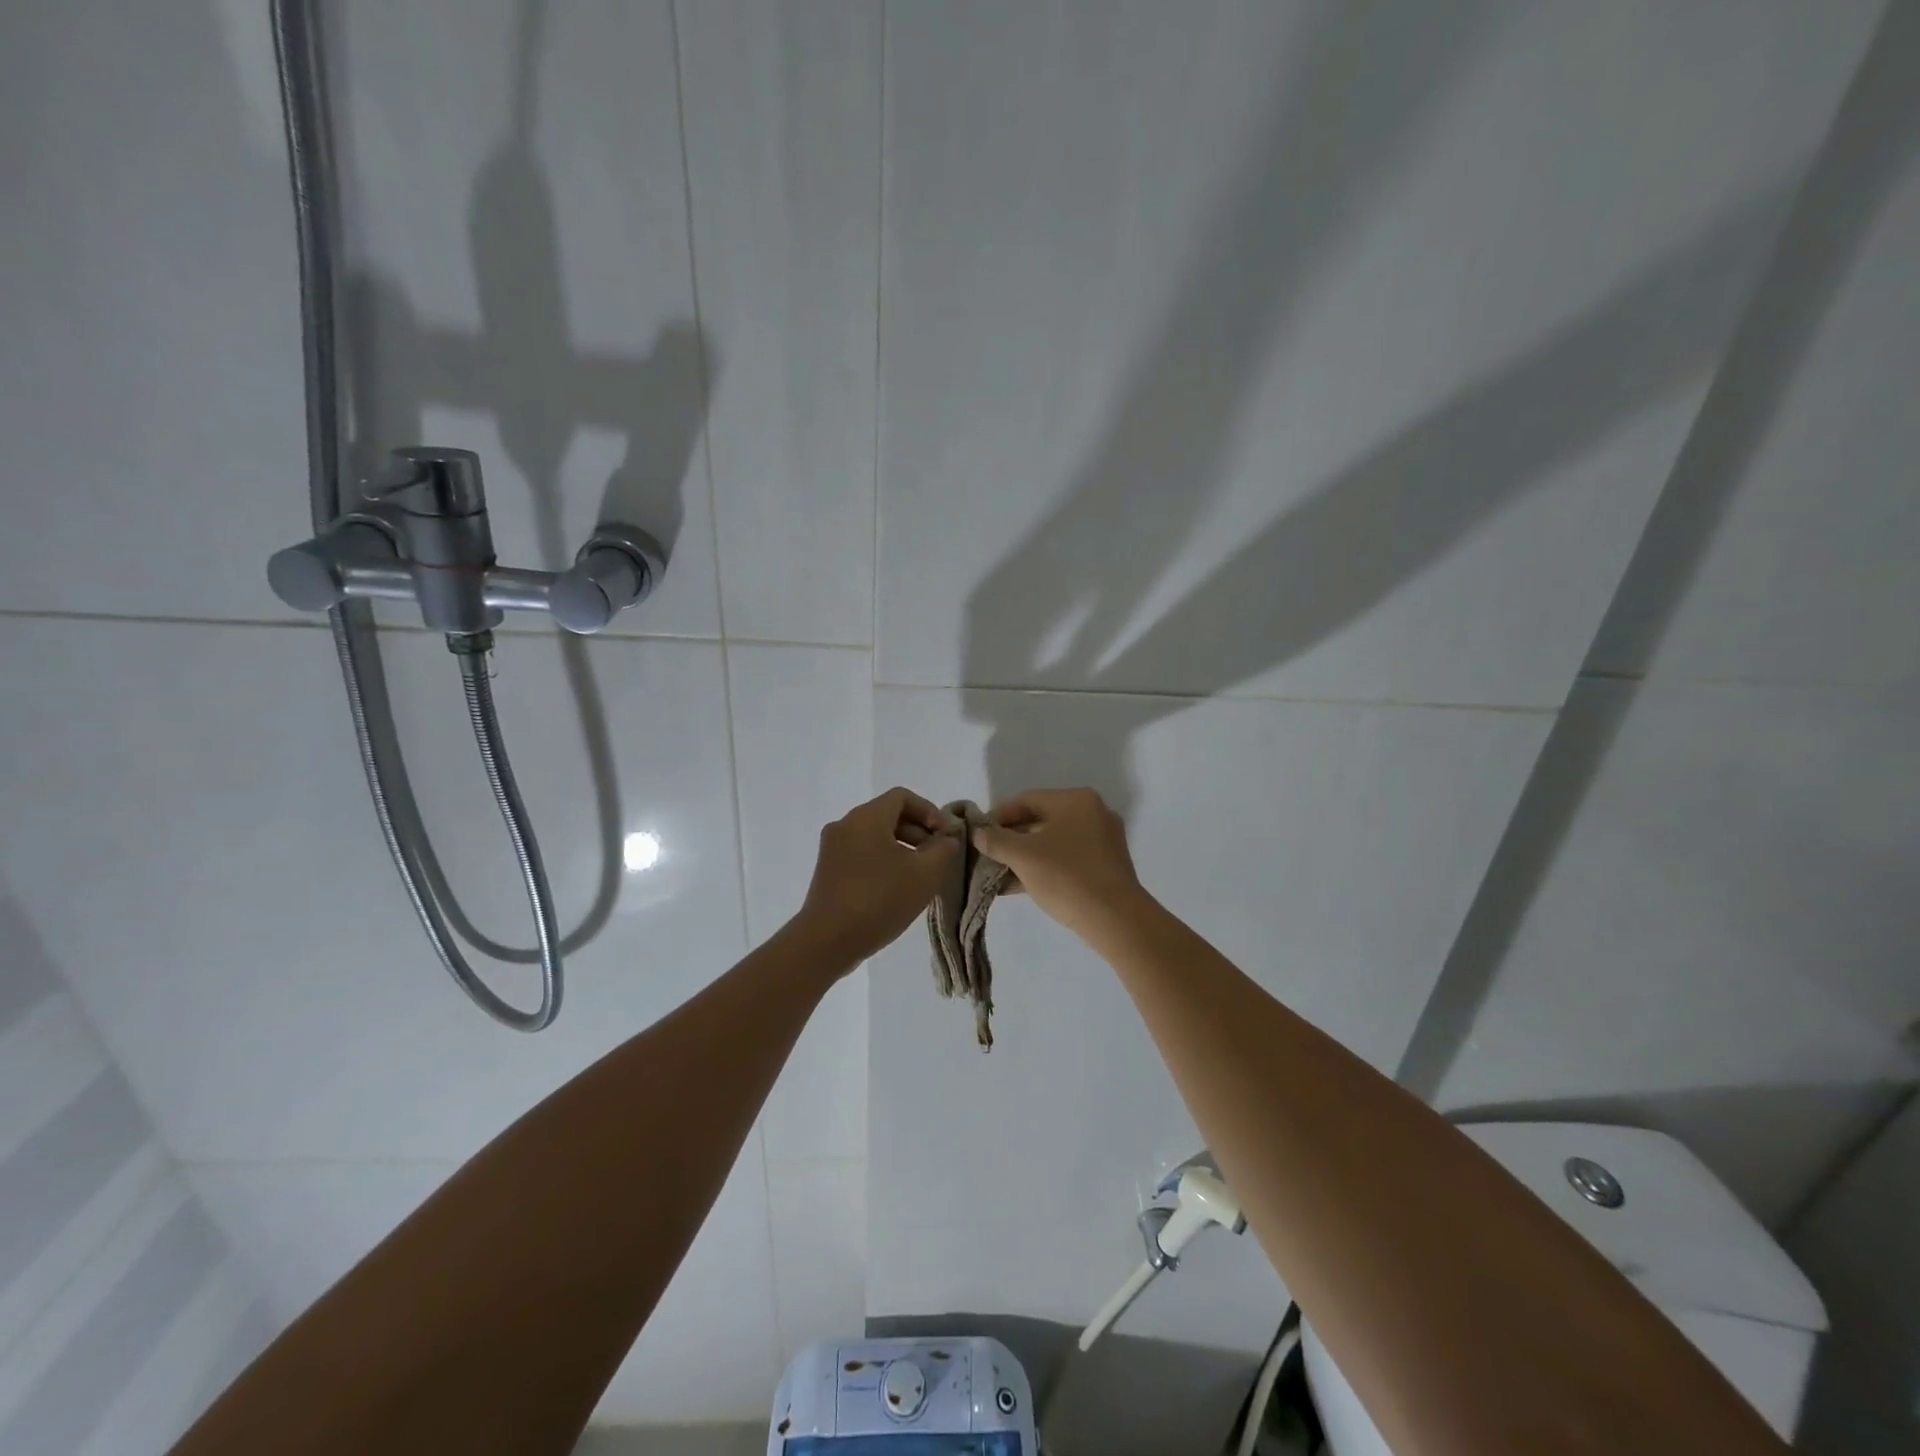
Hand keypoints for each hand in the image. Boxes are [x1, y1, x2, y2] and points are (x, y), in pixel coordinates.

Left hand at [795, 788, 959, 964]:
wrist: (828, 941)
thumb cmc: (880, 900)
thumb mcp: (925, 874)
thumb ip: (943, 849)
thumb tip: (947, 838)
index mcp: (867, 817)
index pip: (903, 797)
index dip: (930, 811)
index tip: (945, 836)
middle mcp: (845, 824)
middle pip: (888, 814)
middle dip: (918, 831)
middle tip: (938, 856)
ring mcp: (832, 847)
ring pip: (874, 835)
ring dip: (902, 847)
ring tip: (921, 874)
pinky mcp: (827, 869)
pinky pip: (861, 852)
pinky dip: (883, 859)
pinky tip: (897, 886)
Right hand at [973, 788, 1146, 937]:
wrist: (1114, 919)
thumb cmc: (1066, 876)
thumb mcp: (1023, 856)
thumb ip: (996, 840)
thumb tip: (978, 832)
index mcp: (1076, 800)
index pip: (1027, 800)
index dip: (998, 815)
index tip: (979, 833)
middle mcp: (1093, 814)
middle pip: (1040, 820)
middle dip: (1011, 839)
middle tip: (986, 854)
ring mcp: (1103, 841)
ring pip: (1052, 843)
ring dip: (1024, 857)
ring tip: (996, 874)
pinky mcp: (1105, 867)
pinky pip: (1066, 860)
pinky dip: (1043, 868)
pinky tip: (1016, 886)